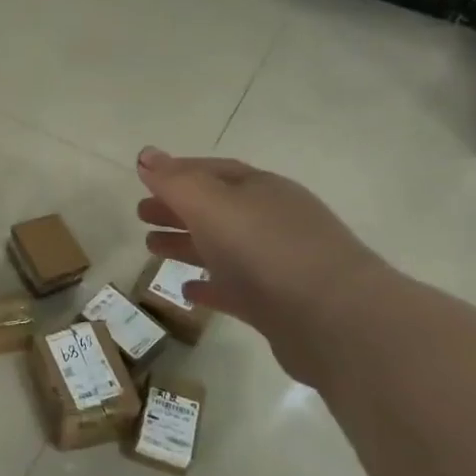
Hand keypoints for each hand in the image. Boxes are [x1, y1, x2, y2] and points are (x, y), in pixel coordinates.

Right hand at [135, 147, 392, 384]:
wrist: (335, 321)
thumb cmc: (267, 250)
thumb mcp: (212, 205)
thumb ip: (175, 182)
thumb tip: (145, 154)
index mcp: (261, 190)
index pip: (214, 172)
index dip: (178, 173)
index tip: (144, 179)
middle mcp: (270, 221)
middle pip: (215, 209)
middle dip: (177, 208)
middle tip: (140, 215)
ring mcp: (275, 264)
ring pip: (221, 248)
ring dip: (185, 244)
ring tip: (150, 248)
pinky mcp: (276, 305)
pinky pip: (234, 289)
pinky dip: (208, 286)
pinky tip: (186, 291)